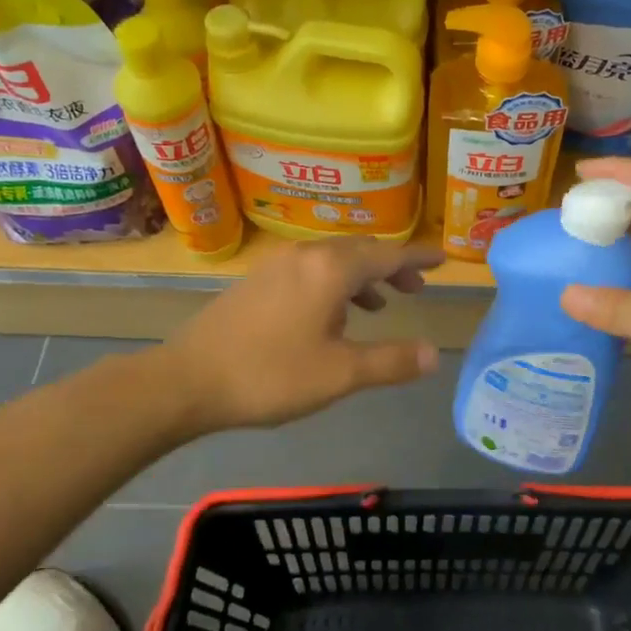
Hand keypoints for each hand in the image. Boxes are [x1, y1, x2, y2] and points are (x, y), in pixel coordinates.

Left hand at [165, 237, 442, 433]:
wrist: (187, 380)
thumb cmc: (270, 375)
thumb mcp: (339, 373)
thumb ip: (390, 361)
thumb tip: (433, 354)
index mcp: (331, 269)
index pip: (388, 254)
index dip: (418, 257)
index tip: (443, 258)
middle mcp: (306, 255)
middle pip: (360, 250)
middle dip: (391, 265)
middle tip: (416, 286)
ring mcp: (277, 265)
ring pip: (333, 259)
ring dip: (362, 275)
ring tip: (381, 304)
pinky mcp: (257, 280)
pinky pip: (310, 269)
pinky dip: (334, 283)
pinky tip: (332, 315)